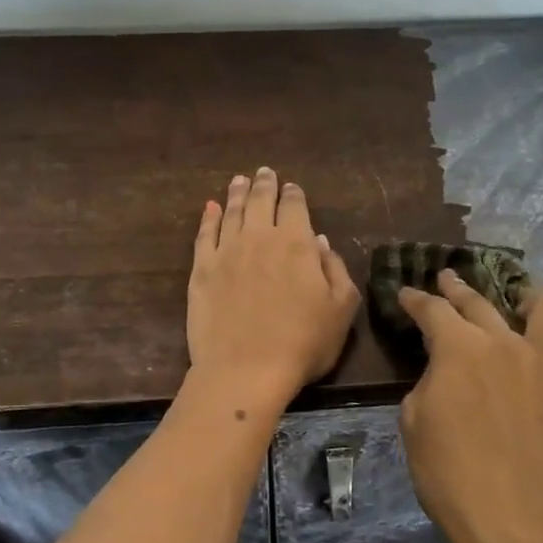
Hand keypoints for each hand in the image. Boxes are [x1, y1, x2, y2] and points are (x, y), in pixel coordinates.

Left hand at [187, 168, 359, 408]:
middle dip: (265, 184)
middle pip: (262, 201)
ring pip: (233, 212)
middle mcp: (260, 238)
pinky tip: (210, 207)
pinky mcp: (201, 270)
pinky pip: (204, 235)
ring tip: (240, 180)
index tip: (292, 187)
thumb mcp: (341, 309)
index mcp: (297, 244)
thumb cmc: (303, 343)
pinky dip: (209, 217)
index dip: (294, 194)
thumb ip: (334, 270)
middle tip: (265, 172)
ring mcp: (227, 252)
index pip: (295, 207)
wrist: (246, 369)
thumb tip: (320, 242)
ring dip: (238, 193)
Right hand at [397, 272, 542, 542]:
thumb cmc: (451, 475)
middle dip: (456, 288)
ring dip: (524, 294)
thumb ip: (429, 381)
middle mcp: (504, 342)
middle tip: (446, 280)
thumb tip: (443, 370)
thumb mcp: (414, 422)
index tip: (406, 295)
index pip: (432, 310)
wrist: (515, 519)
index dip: (415, 300)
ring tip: (517, 293)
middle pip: (479, 302)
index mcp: (459, 348)